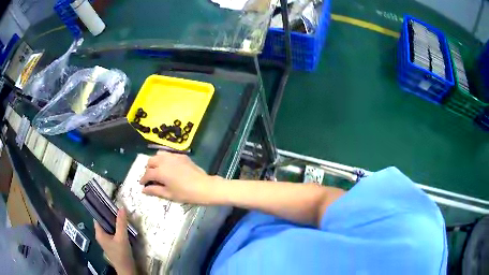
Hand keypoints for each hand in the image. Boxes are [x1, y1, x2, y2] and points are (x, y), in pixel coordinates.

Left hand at [94, 209, 135, 274]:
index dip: (102, 209)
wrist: (127, 270)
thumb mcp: (122, 238)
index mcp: (99, 233)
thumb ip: (121, 223)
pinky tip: (123, 226)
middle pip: (103, 221)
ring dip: (114, 222)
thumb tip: (121, 207)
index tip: (109, 202)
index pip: (97, 217)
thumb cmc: (121, 254)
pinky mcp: (112, 244)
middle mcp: (101, 235)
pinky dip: (117, 228)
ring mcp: (106, 240)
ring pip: (109, 227)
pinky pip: (113, 232)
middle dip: (110, 215)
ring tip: (121, 215)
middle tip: (118, 208)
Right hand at [140, 151, 221, 204]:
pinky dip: (165, 159)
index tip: (142, 184)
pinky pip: (169, 154)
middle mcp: (164, 161)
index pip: (147, 174)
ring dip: (155, 161)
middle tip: (150, 178)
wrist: (204, 187)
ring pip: (159, 154)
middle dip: (148, 169)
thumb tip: (143, 190)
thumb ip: (154, 190)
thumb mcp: (168, 194)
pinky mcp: (182, 156)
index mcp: (159, 171)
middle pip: (151, 161)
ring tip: (158, 170)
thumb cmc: (185, 193)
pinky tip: (169, 166)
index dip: (143, 180)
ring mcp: (173, 156)